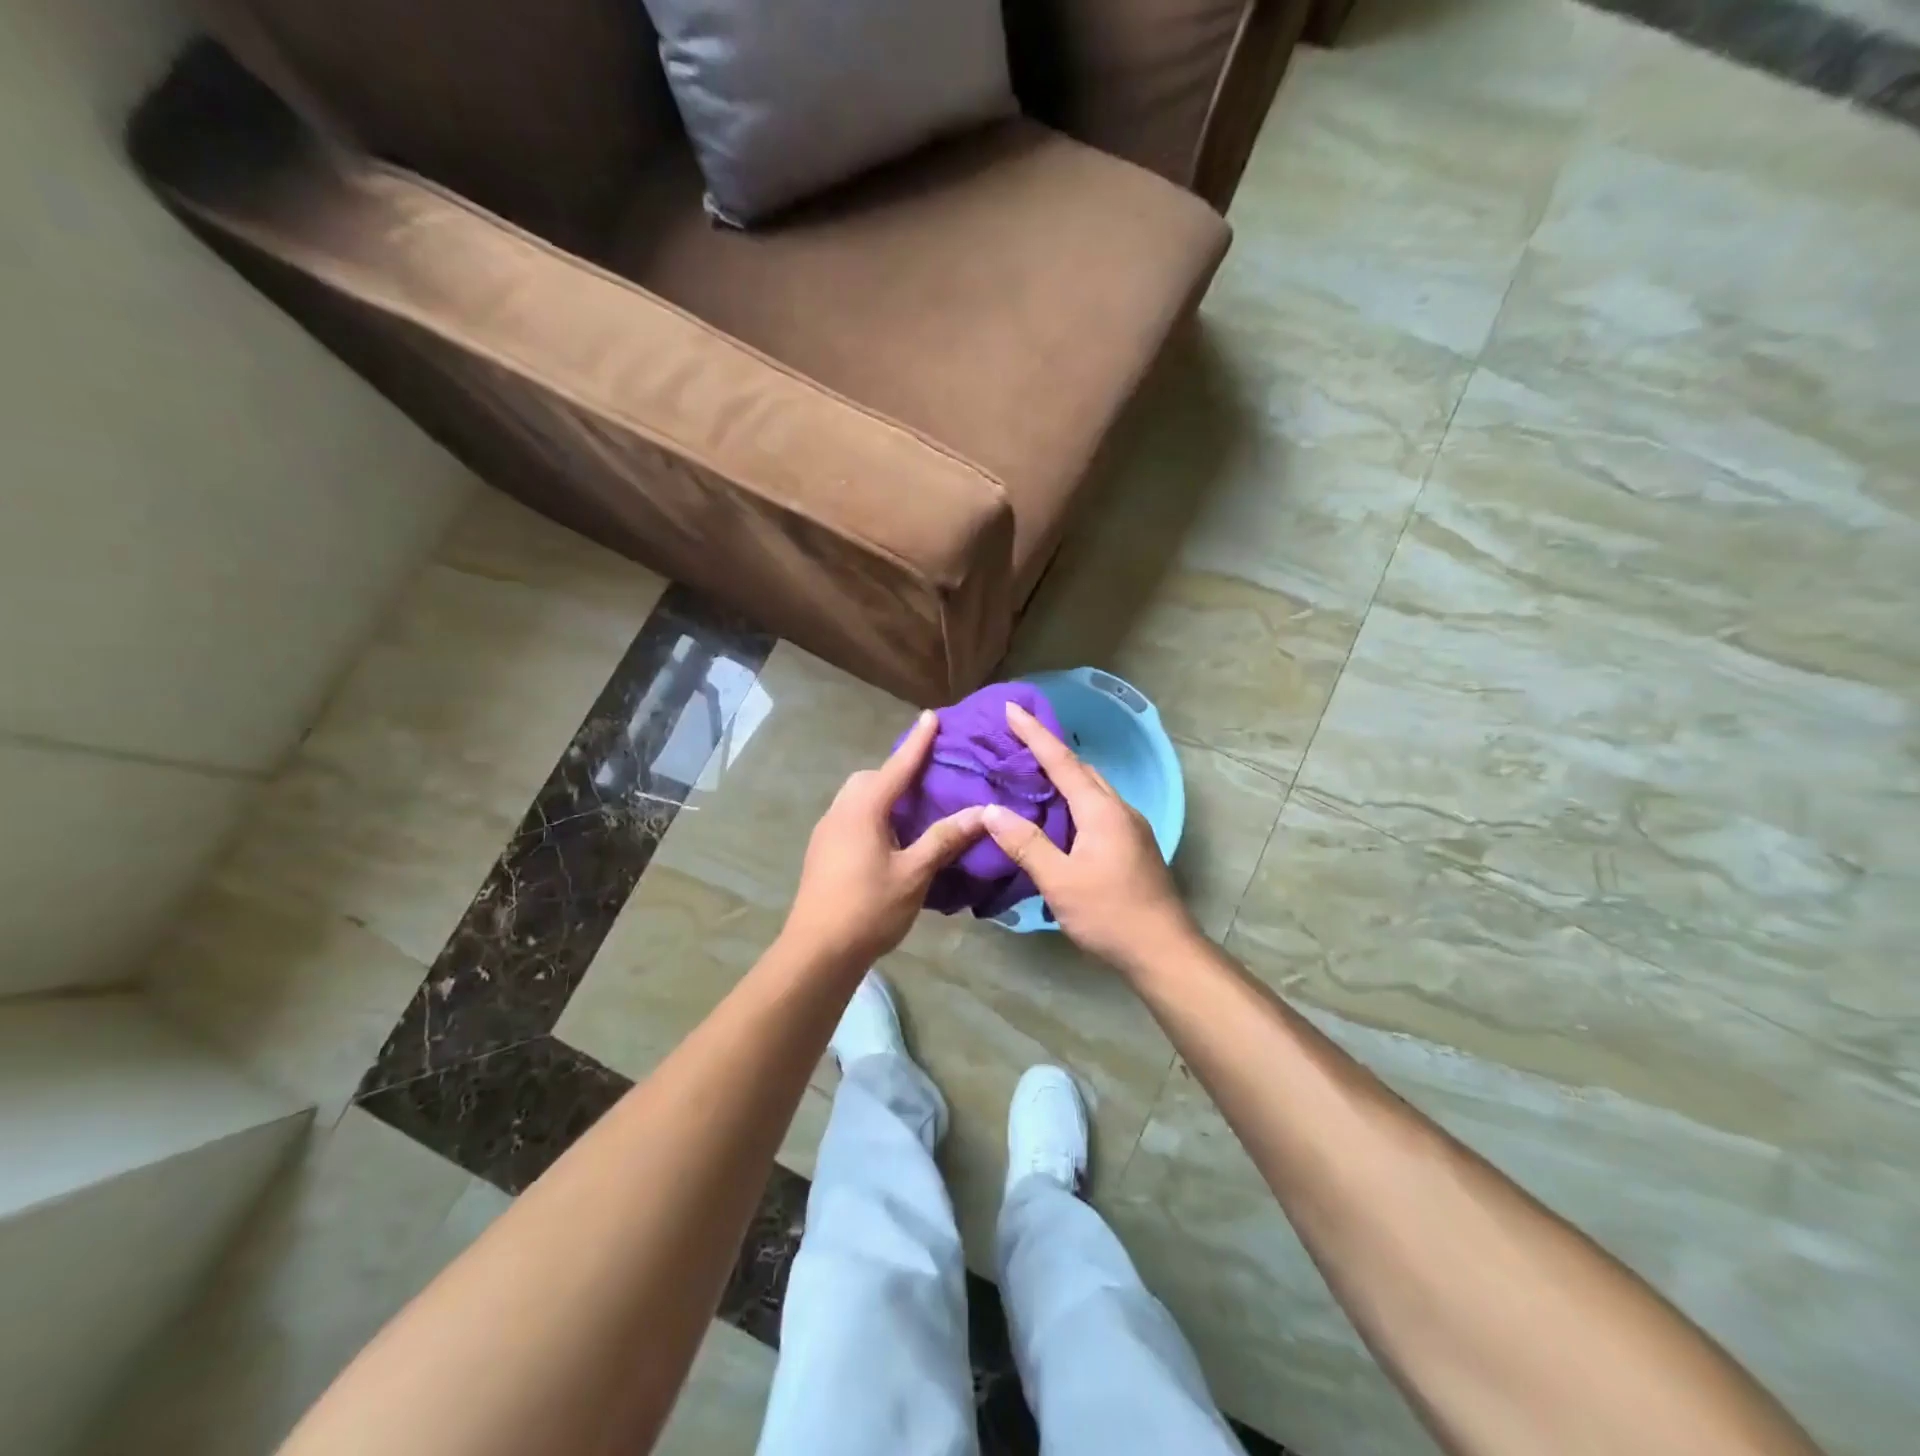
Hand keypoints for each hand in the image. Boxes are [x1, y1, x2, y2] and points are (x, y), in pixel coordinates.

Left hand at [783, 711, 987, 967]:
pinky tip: (889, 837)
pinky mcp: (822, 850)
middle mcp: (841, 811)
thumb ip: (945, 838)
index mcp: (864, 809)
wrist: (817, 950)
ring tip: (911, 808)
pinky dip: (872, 812)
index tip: (932, 715)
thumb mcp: (914, 873)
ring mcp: (827, 830)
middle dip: (897, 770)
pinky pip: (851, 816)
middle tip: (927, 777)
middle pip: (871, 778)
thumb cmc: (869, 908)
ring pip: (857, 797)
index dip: (918, 742)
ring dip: (883, 793)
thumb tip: (984, 812)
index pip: (897, 766)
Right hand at [982, 701, 1197, 976]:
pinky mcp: (1131, 845)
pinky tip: (1056, 815)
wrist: (1163, 950)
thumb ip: (1026, 844)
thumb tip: (991, 811)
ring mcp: (1129, 827)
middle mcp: (1118, 809)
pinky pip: (1097, 807)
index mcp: (1101, 810)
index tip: (1012, 707)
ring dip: (1062, 775)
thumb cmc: (1109, 914)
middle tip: (1014, 740)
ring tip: (1028, 773)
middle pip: (1080, 769)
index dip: (1035, 733)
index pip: (1062, 760)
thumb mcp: (1060, 881)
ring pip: (1091, 788)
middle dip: (1048, 750)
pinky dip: (1073, 799)